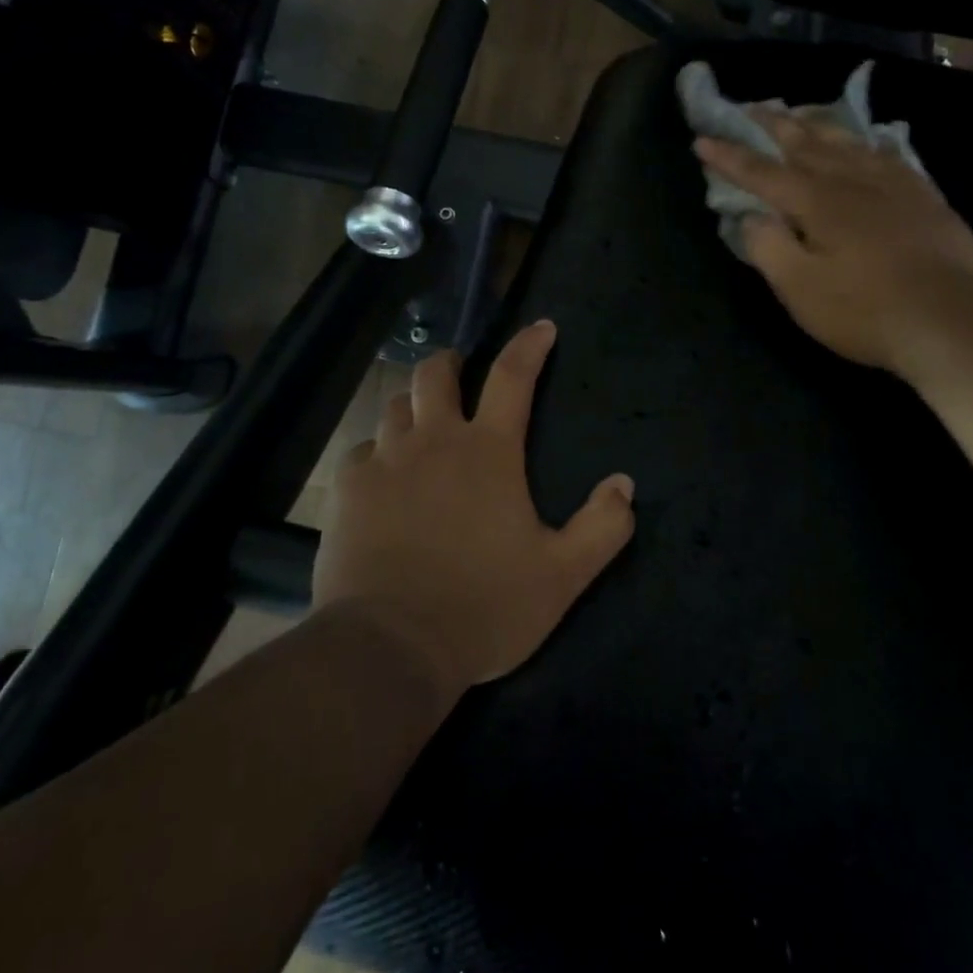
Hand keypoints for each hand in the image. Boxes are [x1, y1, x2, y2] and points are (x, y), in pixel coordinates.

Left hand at [311, 320, 636, 697]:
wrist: (391, 646)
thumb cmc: (485, 607)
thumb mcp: (562, 576)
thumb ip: (602, 527)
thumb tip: (624, 484)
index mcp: (488, 452)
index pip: (513, 377)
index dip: (529, 346)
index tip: (541, 327)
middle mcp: (434, 441)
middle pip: (435, 374)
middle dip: (449, 364)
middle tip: (457, 375)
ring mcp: (385, 461)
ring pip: (394, 407)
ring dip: (412, 409)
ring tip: (420, 428)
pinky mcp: (348, 489)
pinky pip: (362, 453)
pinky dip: (377, 456)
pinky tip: (381, 481)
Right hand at [695, 112, 972, 371]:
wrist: (952, 321)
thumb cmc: (865, 310)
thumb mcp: (800, 290)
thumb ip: (768, 248)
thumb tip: (751, 218)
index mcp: (817, 203)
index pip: (763, 173)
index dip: (730, 157)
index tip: (702, 140)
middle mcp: (853, 182)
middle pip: (806, 144)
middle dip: (772, 126)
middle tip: (749, 109)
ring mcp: (894, 185)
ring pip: (847, 142)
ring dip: (817, 125)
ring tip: (799, 114)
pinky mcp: (924, 198)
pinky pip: (888, 155)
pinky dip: (866, 142)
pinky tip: (866, 142)